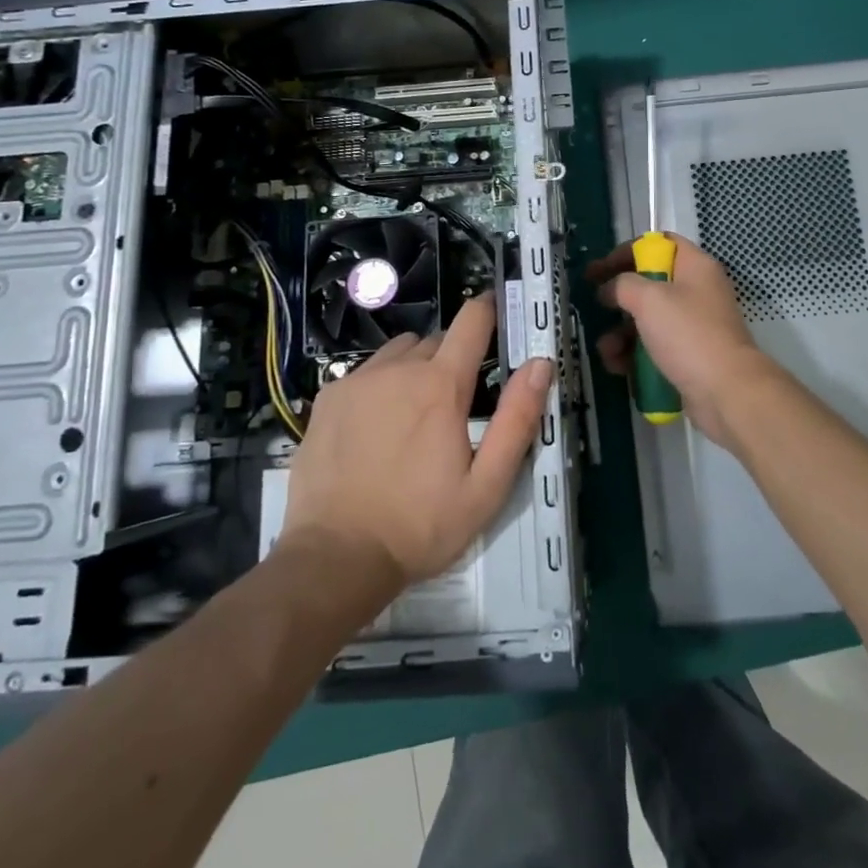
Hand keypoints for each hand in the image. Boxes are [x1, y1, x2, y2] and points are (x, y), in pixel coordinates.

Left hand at [281, 295, 551, 586]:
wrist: (334, 558)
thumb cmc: (420, 526)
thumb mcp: (486, 486)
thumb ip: (517, 420)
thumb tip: (540, 364)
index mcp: (441, 385)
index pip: (472, 320)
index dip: (489, 309)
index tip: (498, 310)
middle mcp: (398, 369)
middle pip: (436, 339)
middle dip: (453, 356)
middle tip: (457, 399)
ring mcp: (357, 381)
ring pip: (398, 352)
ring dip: (415, 366)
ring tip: (416, 411)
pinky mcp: (328, 399)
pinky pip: (365, 373)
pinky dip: (380, 384)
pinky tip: (376, 426)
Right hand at [587, 235, 769, 447]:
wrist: (726, 392)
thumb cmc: (688, 335)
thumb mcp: (649, 299)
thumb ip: (622, 284)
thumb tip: (610, 289)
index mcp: (695, 266)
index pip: (658, 244)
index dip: (625, 252)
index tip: (598, 269)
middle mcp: (697, 291)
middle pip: (650, 285)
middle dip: (619, 299)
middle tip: (594, 307)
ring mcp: (694, 326)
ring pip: (648, 320)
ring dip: (621, 333)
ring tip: (607, 350)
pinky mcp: (690, 356)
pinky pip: (655, 348)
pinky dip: (634, 355)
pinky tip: (618, 367)